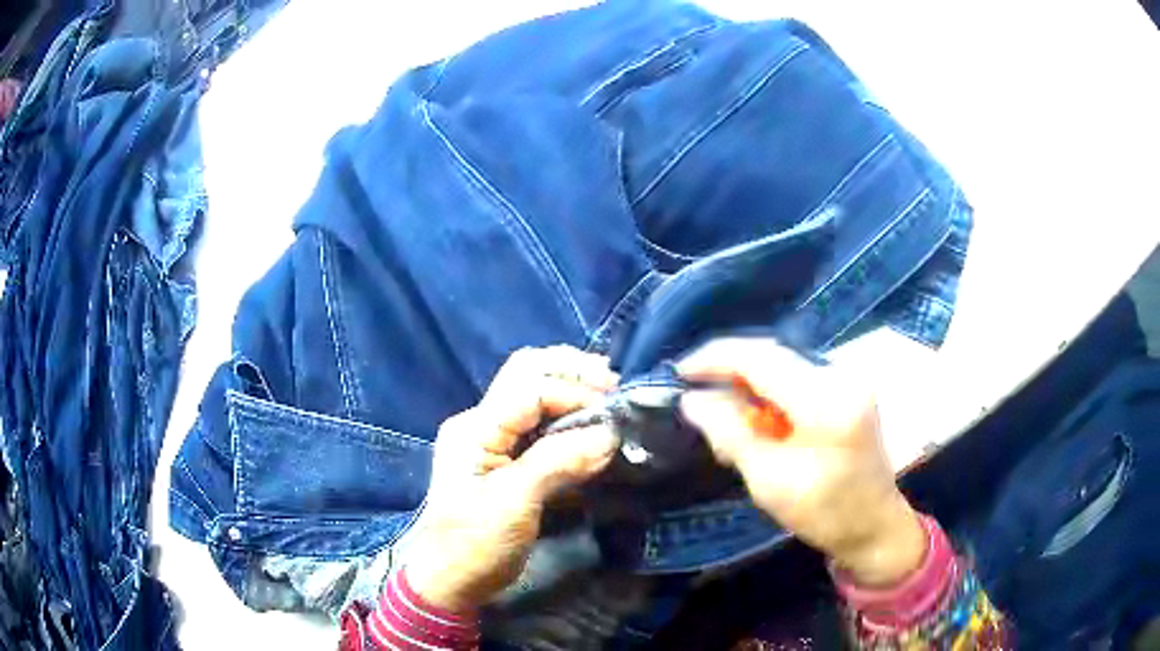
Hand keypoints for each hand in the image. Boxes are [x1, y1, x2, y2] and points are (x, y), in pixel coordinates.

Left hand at [404, 346, 620, 610]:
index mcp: (474, 428)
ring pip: (533, 393)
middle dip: (570, 372)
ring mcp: (490, 439)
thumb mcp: (514, 504)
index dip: (573, 392)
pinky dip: (566, 415)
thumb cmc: (474, 544)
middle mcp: (480, 423)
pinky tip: (588, 421)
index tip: (611, 414)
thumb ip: (559, 462)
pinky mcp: (503, 459)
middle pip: (526, 373)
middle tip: (612, 383)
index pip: (529, 388)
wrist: (449, 581)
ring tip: (606, 394)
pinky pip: (538, 423)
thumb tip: (609, 434)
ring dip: (570, 388)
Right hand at [677, 338, 924, 586]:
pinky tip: (757, 423)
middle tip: (697, 400)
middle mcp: (840, 376)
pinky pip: (798, 380)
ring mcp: (847, 380)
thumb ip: (729, 433)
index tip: (679, 372)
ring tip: (724, 420)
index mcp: (825, 400)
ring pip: (782, 367)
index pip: (761, 358)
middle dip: (730, 373)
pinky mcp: (847, 390)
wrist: (874, 526)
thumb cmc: (823, 513)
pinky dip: (771, 396)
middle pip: (772, 357)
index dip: (715, 358)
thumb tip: (691, 401)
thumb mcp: (768, 480)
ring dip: (749, 387)